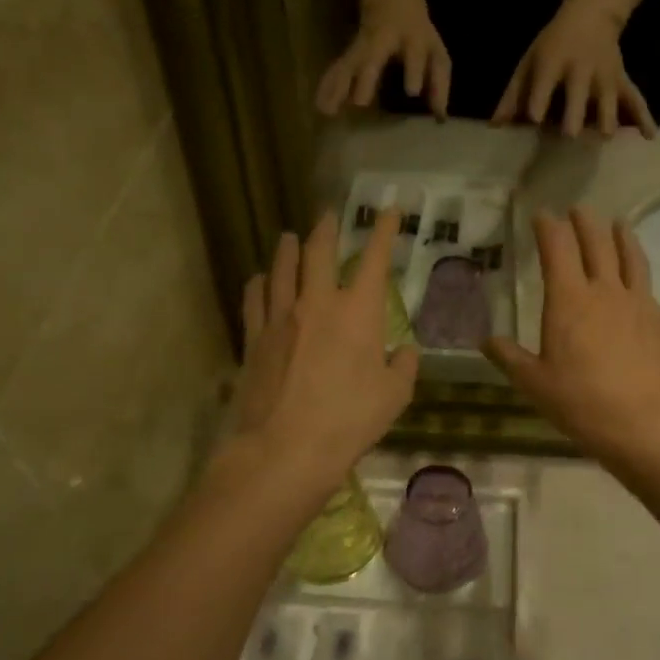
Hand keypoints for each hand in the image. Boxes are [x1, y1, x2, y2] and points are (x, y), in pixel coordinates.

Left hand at [227, 208, 420, 494]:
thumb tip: (404, 351)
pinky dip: (258, 283)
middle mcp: (317, 303)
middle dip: (327, 228)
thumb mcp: (394, 397)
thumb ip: (403, 367)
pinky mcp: (254, 338)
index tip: (389, 210)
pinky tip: (258, 279)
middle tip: (329, 214)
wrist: (285, 448)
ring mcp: (280, 318)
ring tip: (290, 236)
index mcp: (358, 312)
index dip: (384, 231)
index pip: (374, 259)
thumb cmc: (349, 421)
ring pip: (282, 268)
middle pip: (319, 251)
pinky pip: (254, 299)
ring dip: (289, 248)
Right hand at [314, 0, 450, 118]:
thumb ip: (439, 84)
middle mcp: (384, 41)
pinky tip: (319, 104)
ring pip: (349, 64)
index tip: (412, 92)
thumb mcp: (436, 52)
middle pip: (372, 58)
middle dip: (365, 79)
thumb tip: (439, 117)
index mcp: (411, 39)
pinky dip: (328, 85)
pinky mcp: (350, 50)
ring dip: (337, 87)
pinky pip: (338, 69)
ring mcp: (363, 44)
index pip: (413, 54)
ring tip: (327, 110)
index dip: (413, 70)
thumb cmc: (418, 30)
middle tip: (359, 103)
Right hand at [485, 208, 659, 472]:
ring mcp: (644, 308)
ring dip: (627, 240)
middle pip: (598, 246)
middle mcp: (608, 292)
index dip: (548, 227)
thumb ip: (509, 356)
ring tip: (621, 225)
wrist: (643, 426)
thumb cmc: (580, 402)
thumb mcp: (533, 383)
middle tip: (579, 210)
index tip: (542, 214)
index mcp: (570, 300)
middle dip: (586, 223)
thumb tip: (486, 340)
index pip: (557, 249)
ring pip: (636, 263)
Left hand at [491, 0, 656, 138]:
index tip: (534, 120)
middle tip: (569, 137)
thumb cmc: (553, 43)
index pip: (544, 83)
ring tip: (601, 141)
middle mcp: (580, 71)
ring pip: (608, 103)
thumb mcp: (528, 61)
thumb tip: (495, 127)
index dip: (538, 101)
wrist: (592, 12)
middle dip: (574, 117)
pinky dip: (644, 118)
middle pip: (578, 97)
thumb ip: (512, 95)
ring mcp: (604, 78)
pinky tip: (649, 137)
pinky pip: (635, 100)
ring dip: (606, 123)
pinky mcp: (622, 82)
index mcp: (553, 63)